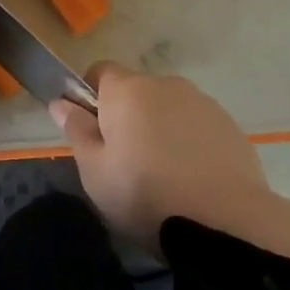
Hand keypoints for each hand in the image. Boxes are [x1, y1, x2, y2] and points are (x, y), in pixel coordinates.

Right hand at [50, 63, 270, 249]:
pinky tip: (192, 178)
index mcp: (127, 90)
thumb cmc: (145, 193)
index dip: (91, 96)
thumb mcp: (95, 171)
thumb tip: (61, 102)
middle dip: (127, 116)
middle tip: (124, 161)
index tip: (91, 130)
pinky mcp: (229, 124)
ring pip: (169, 108)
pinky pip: (197, 125)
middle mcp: (165, 84)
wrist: (223, 219)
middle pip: (136, 91)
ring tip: (163, 174)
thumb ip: (77, 131)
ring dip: (161, 128)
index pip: (100, 71)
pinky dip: (190, 142)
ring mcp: (202, 102)